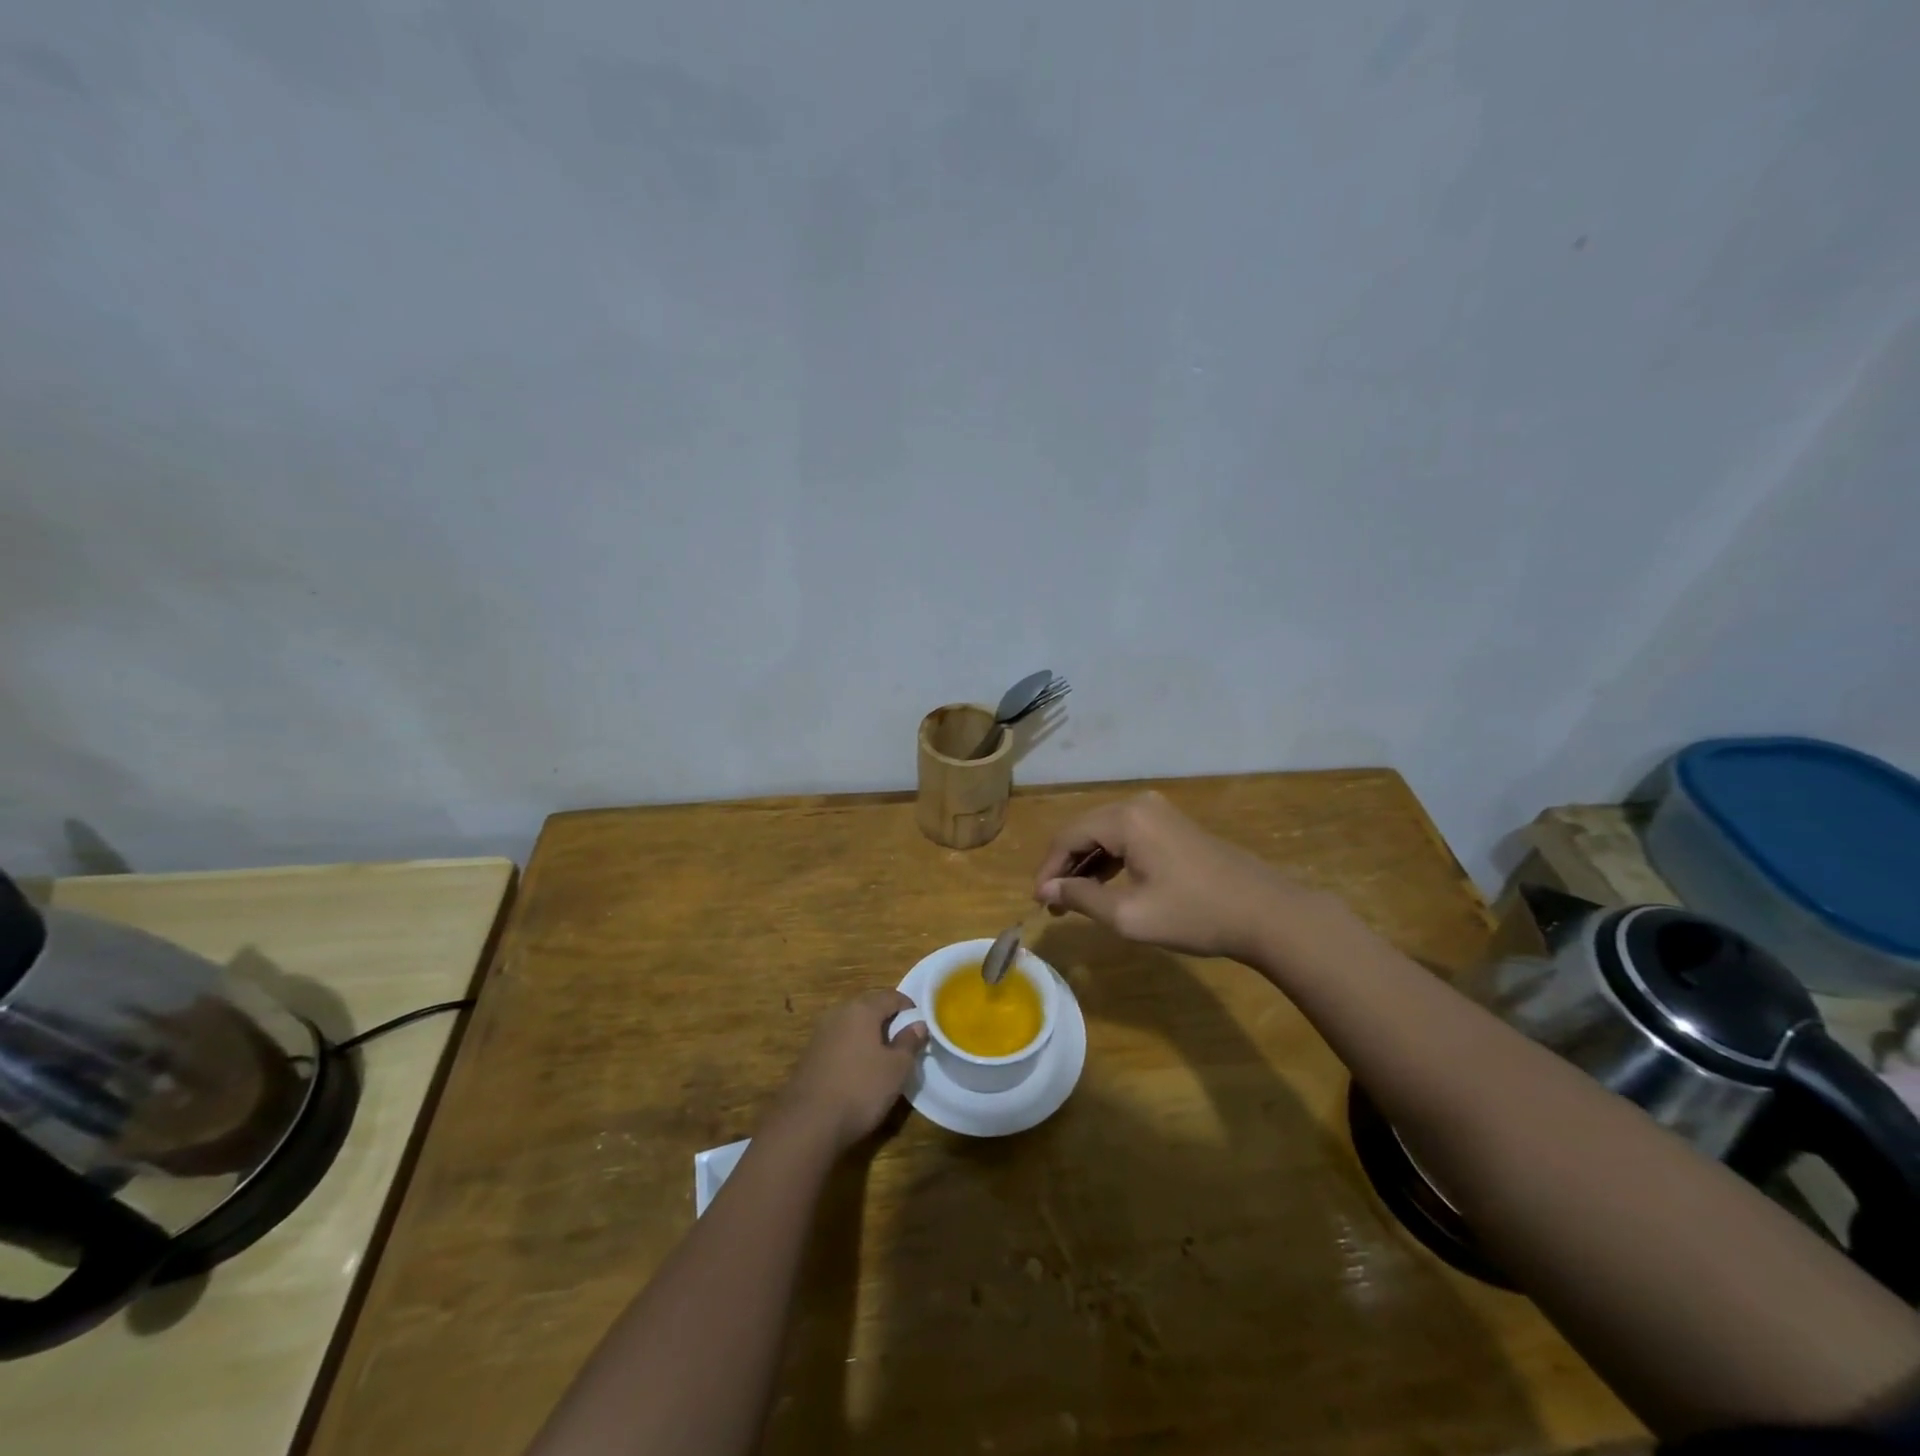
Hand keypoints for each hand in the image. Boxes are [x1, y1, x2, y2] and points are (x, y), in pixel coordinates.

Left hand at [775, 991, 927, 1152]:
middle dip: (888, 1022)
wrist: (807, 1123)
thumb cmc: (860, 1089)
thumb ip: (910, 1042)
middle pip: (870, 1007)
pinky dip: (852, 1050)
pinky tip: (857, 1073)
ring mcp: (820, 1033)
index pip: (892, 996)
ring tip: (882, 1060)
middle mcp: (838, 1013)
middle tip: (903, 1044)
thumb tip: (918, 1024)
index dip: (909, 1008)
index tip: (920, 1027)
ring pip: (852, 1026)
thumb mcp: (896, 1068)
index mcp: (862, 1009)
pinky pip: (839, 1043)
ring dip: (869, 1037)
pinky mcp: (809, 1055)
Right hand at [1033, 791, 1318, 960]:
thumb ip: (1082, 898)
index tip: (1038, 902)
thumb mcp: (1129, 914)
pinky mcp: (1173, 826)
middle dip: (1065, 866)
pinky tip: (1104, 886)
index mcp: (1126, 818)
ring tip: (1072, 901)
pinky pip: (1128, 837)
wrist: (1266, 914)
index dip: (1048, 869)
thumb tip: (1047, 890)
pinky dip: (1110, 860)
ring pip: (1106, 834)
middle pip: (1085, 830)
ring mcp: (1159, 813)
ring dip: (1086, 865)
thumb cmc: (1194, 914)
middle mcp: (1139, 804)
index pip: (1068, 837)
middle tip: (1052, 903)